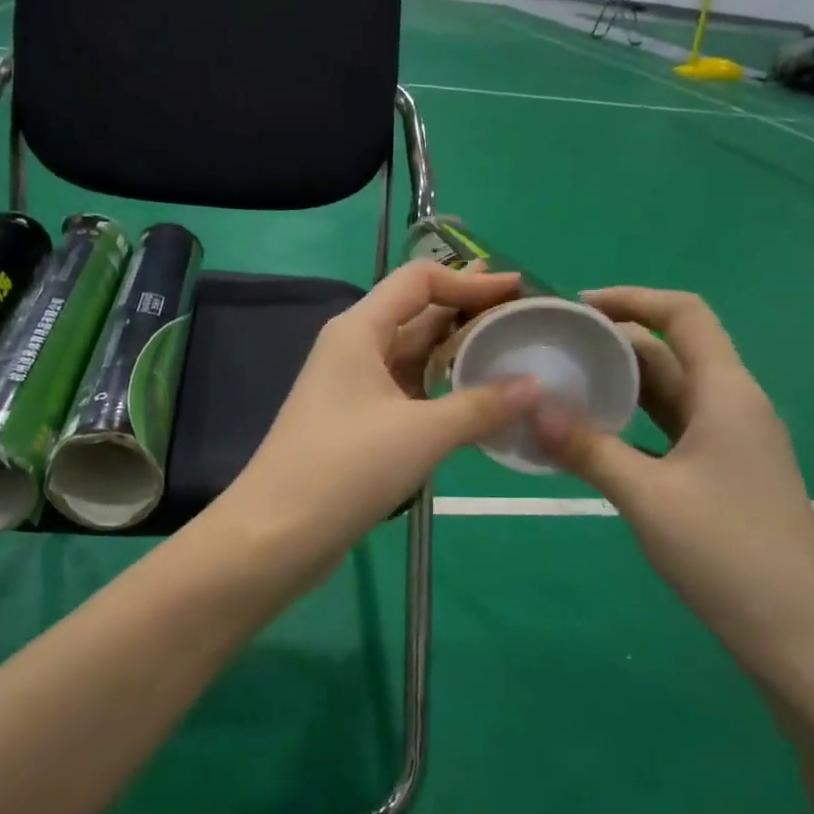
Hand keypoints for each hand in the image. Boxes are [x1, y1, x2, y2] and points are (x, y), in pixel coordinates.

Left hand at [223, 261, 537, 574]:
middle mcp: (354, 347)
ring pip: (413, 355)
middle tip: (521, 314)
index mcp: (360, 330)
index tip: (518, 289)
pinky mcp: (358, 422)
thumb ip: (481, 405)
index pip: (419, 281)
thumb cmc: (346, 468)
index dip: (470, 280)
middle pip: (417, 313)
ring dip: (457, 351)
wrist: (277, 534)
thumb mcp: (421, 433)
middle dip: (467, 310)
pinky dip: (442, 387)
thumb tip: (537, 386)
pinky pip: (407, 389)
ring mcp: (353, 386)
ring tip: (508, 351)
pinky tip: (477, 398)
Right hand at [531, 287, 813, 674]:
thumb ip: (587, 448)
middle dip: (615, 343)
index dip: (634, 298)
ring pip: (671, 394)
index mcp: (727, 393)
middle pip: (673, 352)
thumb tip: (528, 407)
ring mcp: (732, 444)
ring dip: (622, 385)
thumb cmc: (728, 553)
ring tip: (564, 387)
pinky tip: (595, 439)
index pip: (685, 314)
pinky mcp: (725, 476)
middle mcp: (734, 406)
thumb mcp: (647, 497)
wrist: (801, 637)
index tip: (578, 306)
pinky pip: (672, 430)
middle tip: (555, 350)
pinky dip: (634, 423)